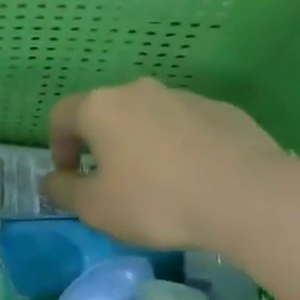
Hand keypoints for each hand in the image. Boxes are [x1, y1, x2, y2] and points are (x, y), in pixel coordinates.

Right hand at [41, 78, 291, 254]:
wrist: (248, 196)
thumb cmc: (157, 201)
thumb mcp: (95, 208)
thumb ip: (64, 191)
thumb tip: (51, 181)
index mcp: (101, 108)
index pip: (61, 116)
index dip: (57, 147)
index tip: (69, 178)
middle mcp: (138, 91)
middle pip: (106, 113)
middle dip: (101, 144)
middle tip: (110, 181)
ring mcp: (184, 97)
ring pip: (149, 118)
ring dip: (142, 144)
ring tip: (157, 184)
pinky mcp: (223, 111)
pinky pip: (187, 127)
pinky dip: (180, 147)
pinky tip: (195, 179)